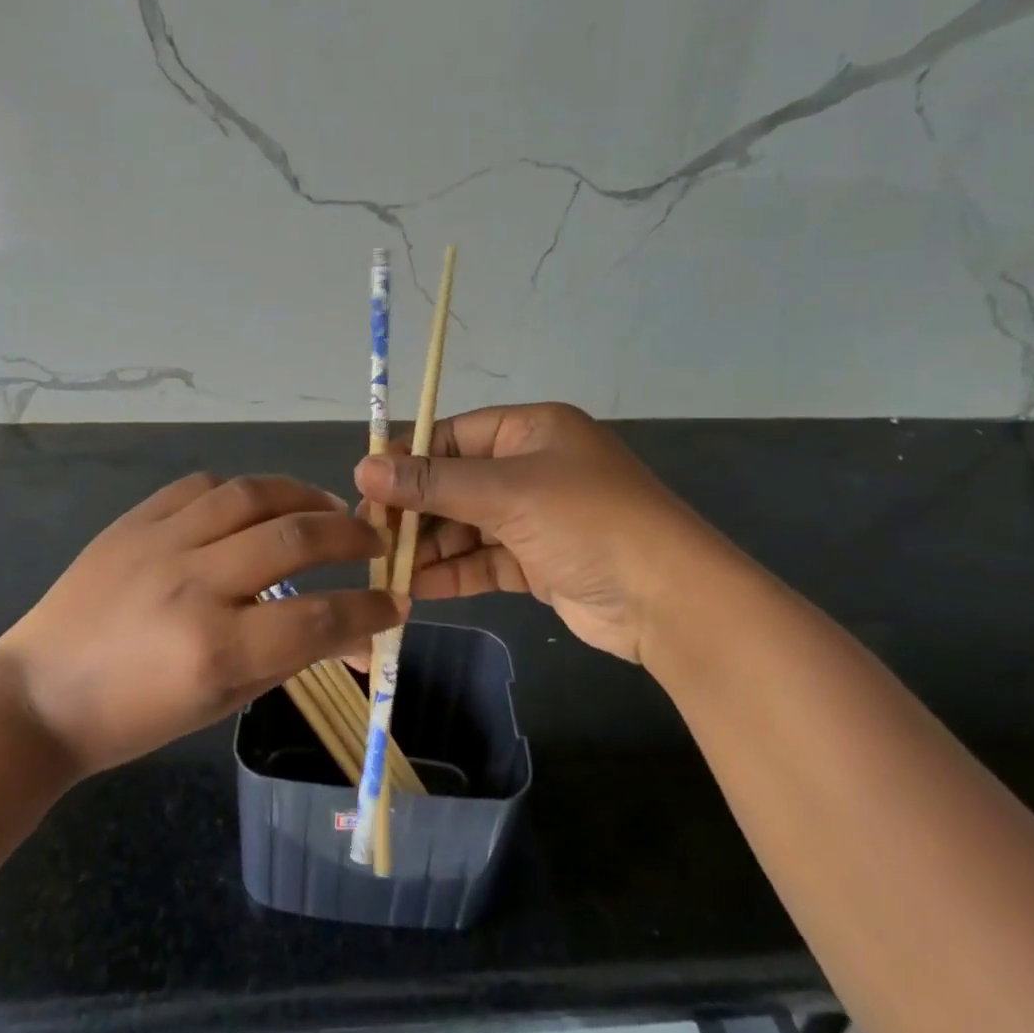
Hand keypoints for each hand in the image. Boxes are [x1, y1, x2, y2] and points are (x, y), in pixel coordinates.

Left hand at [0, 473, 405, 775]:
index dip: (369, 610)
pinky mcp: (134, 520)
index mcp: (216, 648)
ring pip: (253, 495)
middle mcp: (194, 584)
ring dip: (304, 496)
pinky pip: (202, 486)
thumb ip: (290, 659)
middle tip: (375, 541)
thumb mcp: (220, 702)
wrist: (38, 695)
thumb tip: (355, 638)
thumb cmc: (134, 717)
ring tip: (328, 509)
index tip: (395, 602)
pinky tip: (257, 505)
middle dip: (351, 537)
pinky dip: (242, 492)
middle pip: (296, 538)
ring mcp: (160, 543)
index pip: (319, 618)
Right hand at [354, 403, 728, 664]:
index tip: (367, 488)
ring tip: (386, 569)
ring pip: (464, 525)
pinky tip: (416, 589)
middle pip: (454, 482)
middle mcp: (530, 467)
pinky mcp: (537, 561)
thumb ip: (433, 483)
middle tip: (371, 537)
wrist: (670, 601)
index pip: (452, 436)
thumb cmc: (588, 522)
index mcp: (530, 431)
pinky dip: (452, 573)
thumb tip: (364, 468)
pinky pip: (482, 560)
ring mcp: (534, 517)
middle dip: (414, 510)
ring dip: (428, 547)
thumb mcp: (506, 493)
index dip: (408, 460)